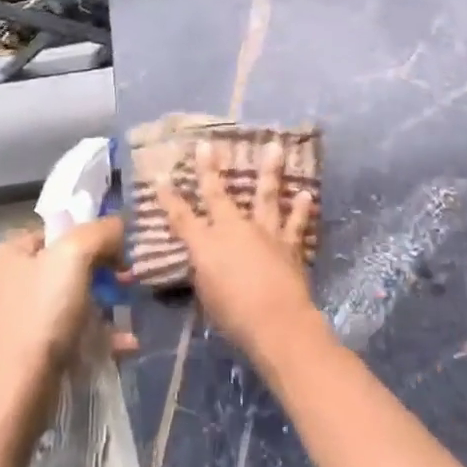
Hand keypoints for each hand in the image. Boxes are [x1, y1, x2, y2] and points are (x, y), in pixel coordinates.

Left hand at [0, 217, 133, 440]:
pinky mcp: (27, 354)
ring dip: (106, 308)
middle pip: (68, 266)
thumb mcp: (73, 258)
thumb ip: (99, 232)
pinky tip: (125, 347)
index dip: (94, 236)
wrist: (9, 403)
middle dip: (104, 274)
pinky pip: (70, 335)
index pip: (59, 230)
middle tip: (130, 285)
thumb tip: (119, 226)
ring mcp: (16, 320)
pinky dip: (98, 338)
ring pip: (72, 302)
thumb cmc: (39, 320)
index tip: (123, 253)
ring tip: (130, 319)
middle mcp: (8, 282)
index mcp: (9, 253)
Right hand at [154, 138, 323, 361]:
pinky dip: (301, 208)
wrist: (276, 321)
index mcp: (206, 244)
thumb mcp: (207, 295)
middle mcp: (233, 229)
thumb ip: (204, 271)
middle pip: (217, 194)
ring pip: (266, 195)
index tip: (161, 177)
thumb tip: (205, 259)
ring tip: (275, 147)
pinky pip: (295, 223)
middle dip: (209, 169)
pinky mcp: (289, 244)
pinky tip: (305, 194)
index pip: (181, 217)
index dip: (169, 198)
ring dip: (270, 171)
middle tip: (206, 145)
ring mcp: (264, 233)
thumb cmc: (233, 315)